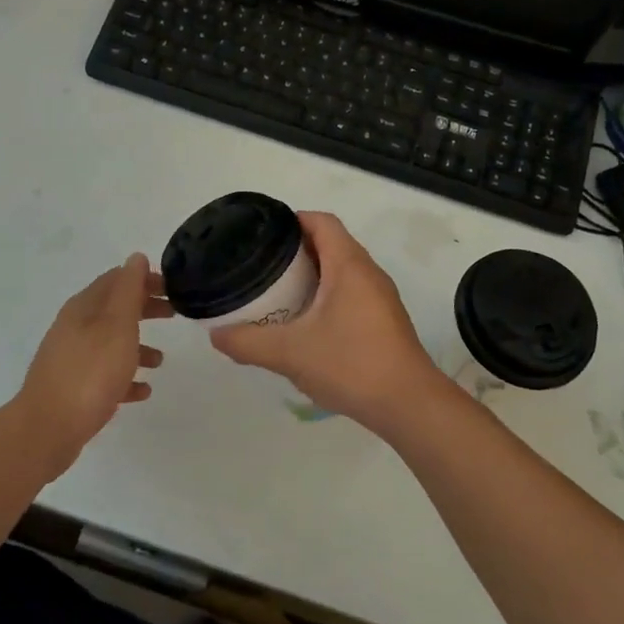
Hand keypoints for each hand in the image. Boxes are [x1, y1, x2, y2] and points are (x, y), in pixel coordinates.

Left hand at [15, 254, 170, 474]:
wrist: (48, 429)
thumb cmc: (90, 372)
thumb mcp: (117, 324)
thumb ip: (129, 290)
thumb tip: (136, 257)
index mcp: (84, 307)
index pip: (117, 279)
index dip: (145, 279)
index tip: (173, 287)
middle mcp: (75, 328)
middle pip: (115, 310)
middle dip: (145, 309)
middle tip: (175, 314)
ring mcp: (72, 359)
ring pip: (110, 343)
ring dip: (137, 346)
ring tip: (161, 361)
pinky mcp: (73, 388)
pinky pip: (105, 375)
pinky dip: (125, 376)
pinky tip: (143, 390)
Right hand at [210, 212, 445, 435]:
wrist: (408, 404)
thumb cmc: (351, 364)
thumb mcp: (290, 353)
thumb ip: (248, 342)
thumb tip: (216, 335)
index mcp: (349, 265)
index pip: (322, 222)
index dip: (293, 220)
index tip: (264, 234)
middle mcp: (368, 272)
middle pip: (331, 243)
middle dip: (297, 249)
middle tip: (262, 265)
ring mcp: (380, 297)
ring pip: (342, 270)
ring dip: (312, 275)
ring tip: (278, 292)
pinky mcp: (384, 321)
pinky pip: (351, 293)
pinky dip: (326, 296)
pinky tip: (306, 323)